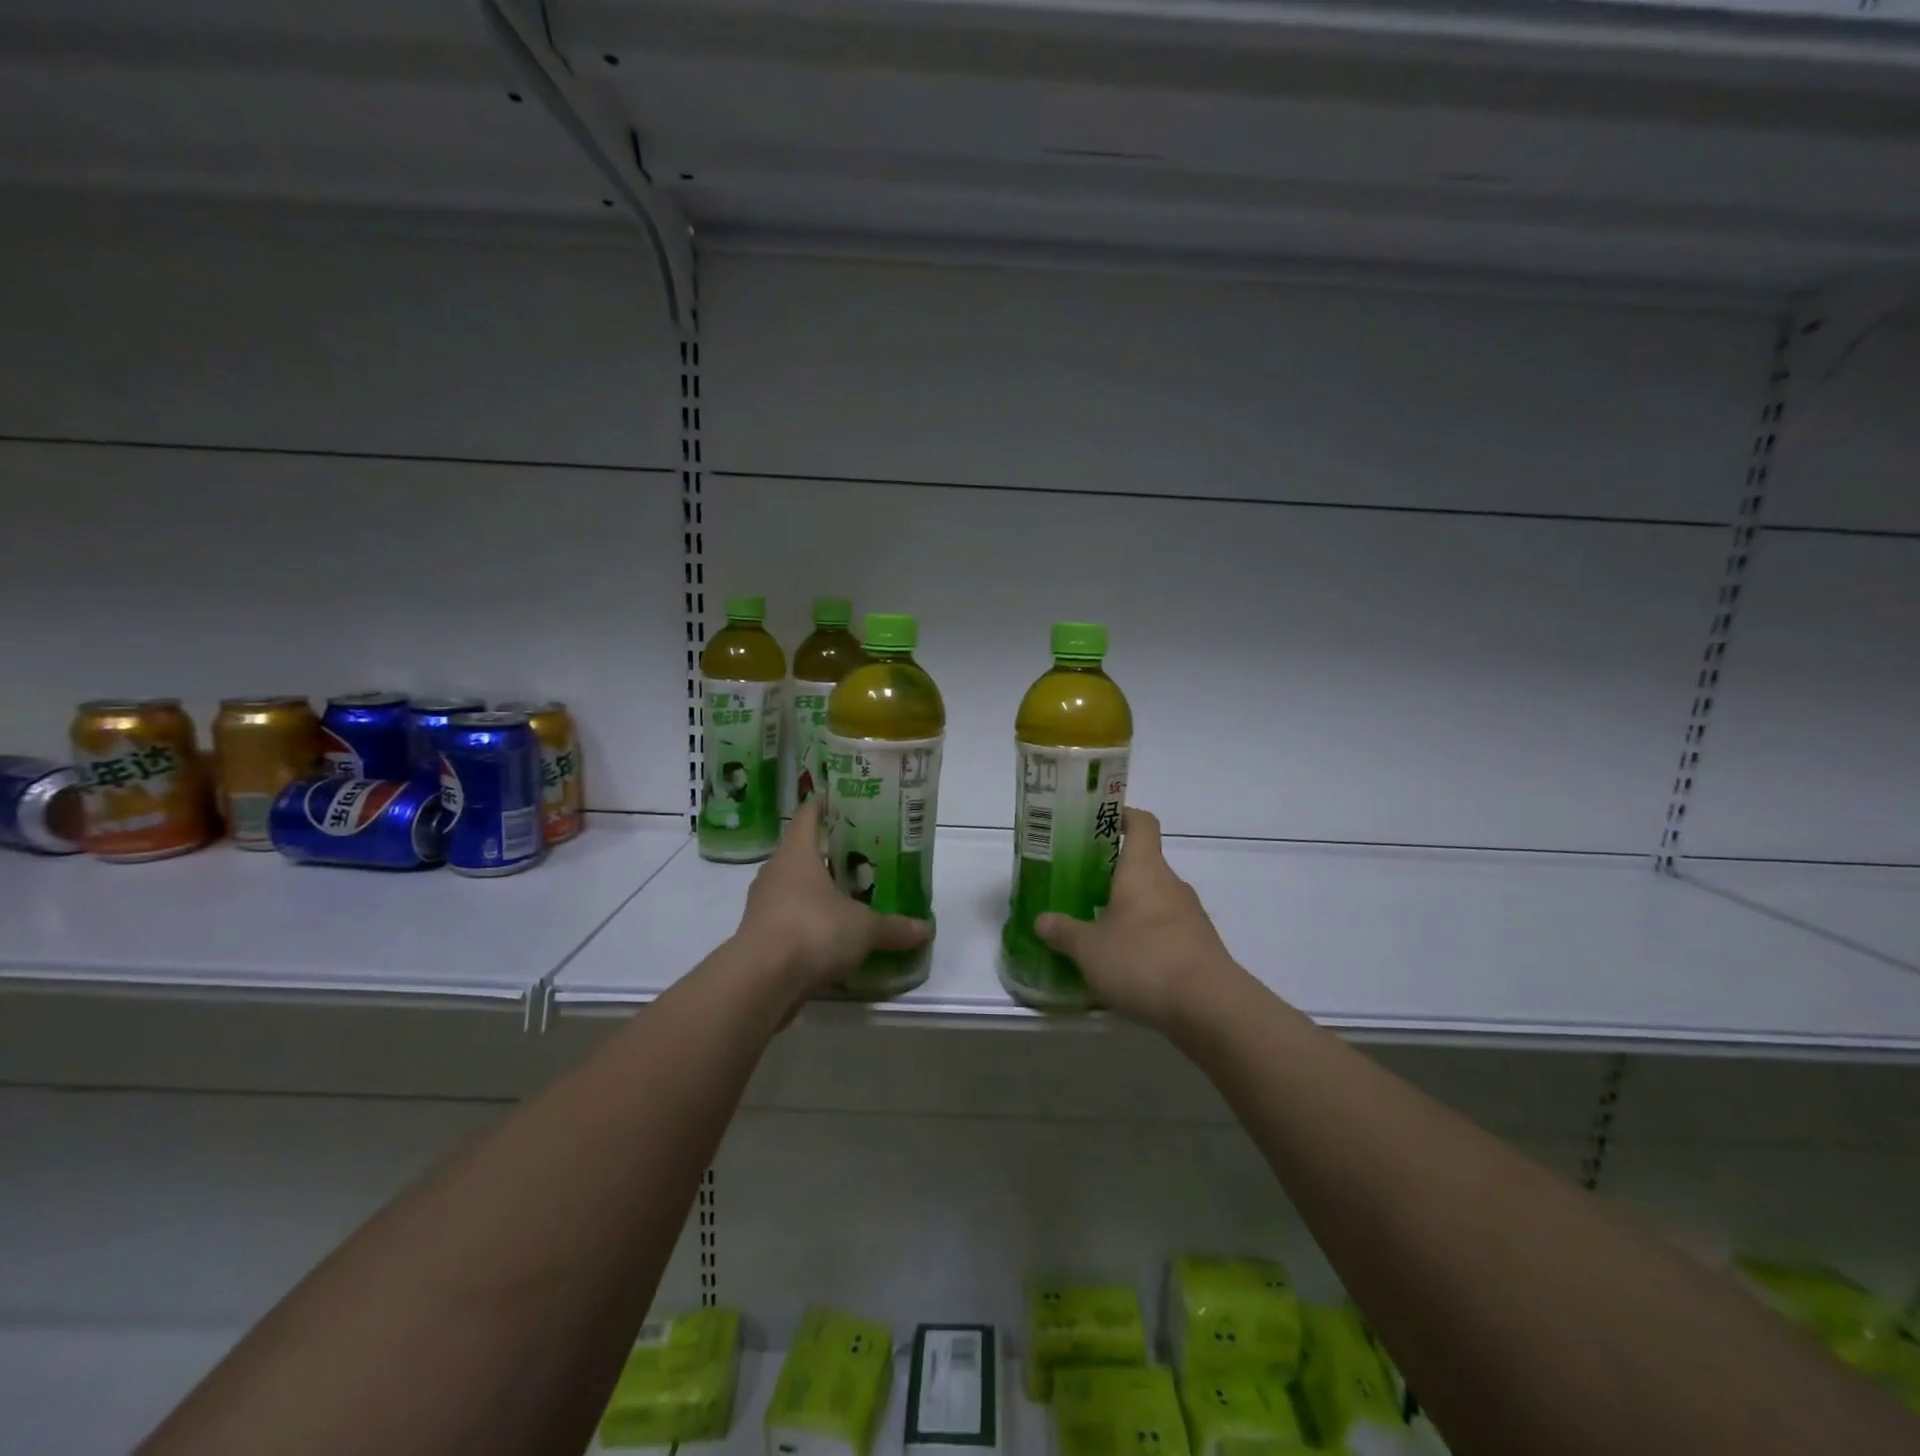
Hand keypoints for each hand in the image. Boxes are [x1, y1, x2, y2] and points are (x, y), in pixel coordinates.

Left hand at [733, 795, 930, 1001]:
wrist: (761, 981)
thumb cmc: (813, 930)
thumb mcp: (864, 928)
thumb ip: (894, 927)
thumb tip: (926, 930)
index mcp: (797, 853)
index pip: (808, 815)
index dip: (824, 804)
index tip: (843, 800)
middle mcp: (775, 872)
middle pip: (801, 852)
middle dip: (828, 852)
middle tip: (861, 854)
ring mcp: (763, 905)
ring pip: (793, 887)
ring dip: (817, 890)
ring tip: (850, 895)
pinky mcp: (760, 936)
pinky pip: (788, 918)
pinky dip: (808, 921)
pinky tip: (831, 934)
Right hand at [1035, 808, 1240, 1028]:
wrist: (1209, 1007)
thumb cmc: (1143, 959)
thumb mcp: (1089, 949)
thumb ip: (1064, 932)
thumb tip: (1042, 920)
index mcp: (1143, 869)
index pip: (1141, 823)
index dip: (1121, 816)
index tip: (1097, 824)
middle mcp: (1170, 884)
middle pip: (1143, 864)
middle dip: (1113, 873)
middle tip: (1081, 886)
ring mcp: (1190, 915)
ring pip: (1154, 899)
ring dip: (1129, 909)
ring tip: (1098, 929)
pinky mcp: (1200, 946)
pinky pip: (1166, 929)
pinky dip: (1146, 937)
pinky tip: (1125, 963)